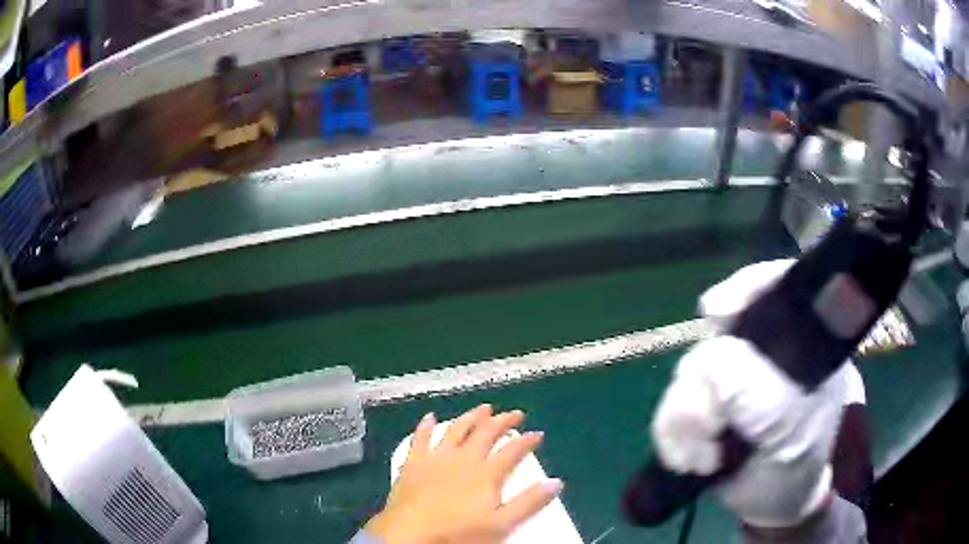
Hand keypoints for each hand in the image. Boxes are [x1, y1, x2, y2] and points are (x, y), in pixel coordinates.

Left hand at [365, 404, 562, 543]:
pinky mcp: (413, 462)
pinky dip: (426, 426)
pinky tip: (430, 417)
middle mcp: (463, 458)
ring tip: (483, 409)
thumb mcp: (501, 524)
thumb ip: (529, 503)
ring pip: (456, 429)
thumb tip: (556, 482)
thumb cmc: (459, 534)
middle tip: (514, 414)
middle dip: (502, 421)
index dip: (527, 441)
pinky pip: (420, 438)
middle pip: (486, 433)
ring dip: (471, 417)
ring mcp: (436, 458)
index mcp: (486, 473)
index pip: (512, 451)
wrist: (411, 535)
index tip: (538, 434)